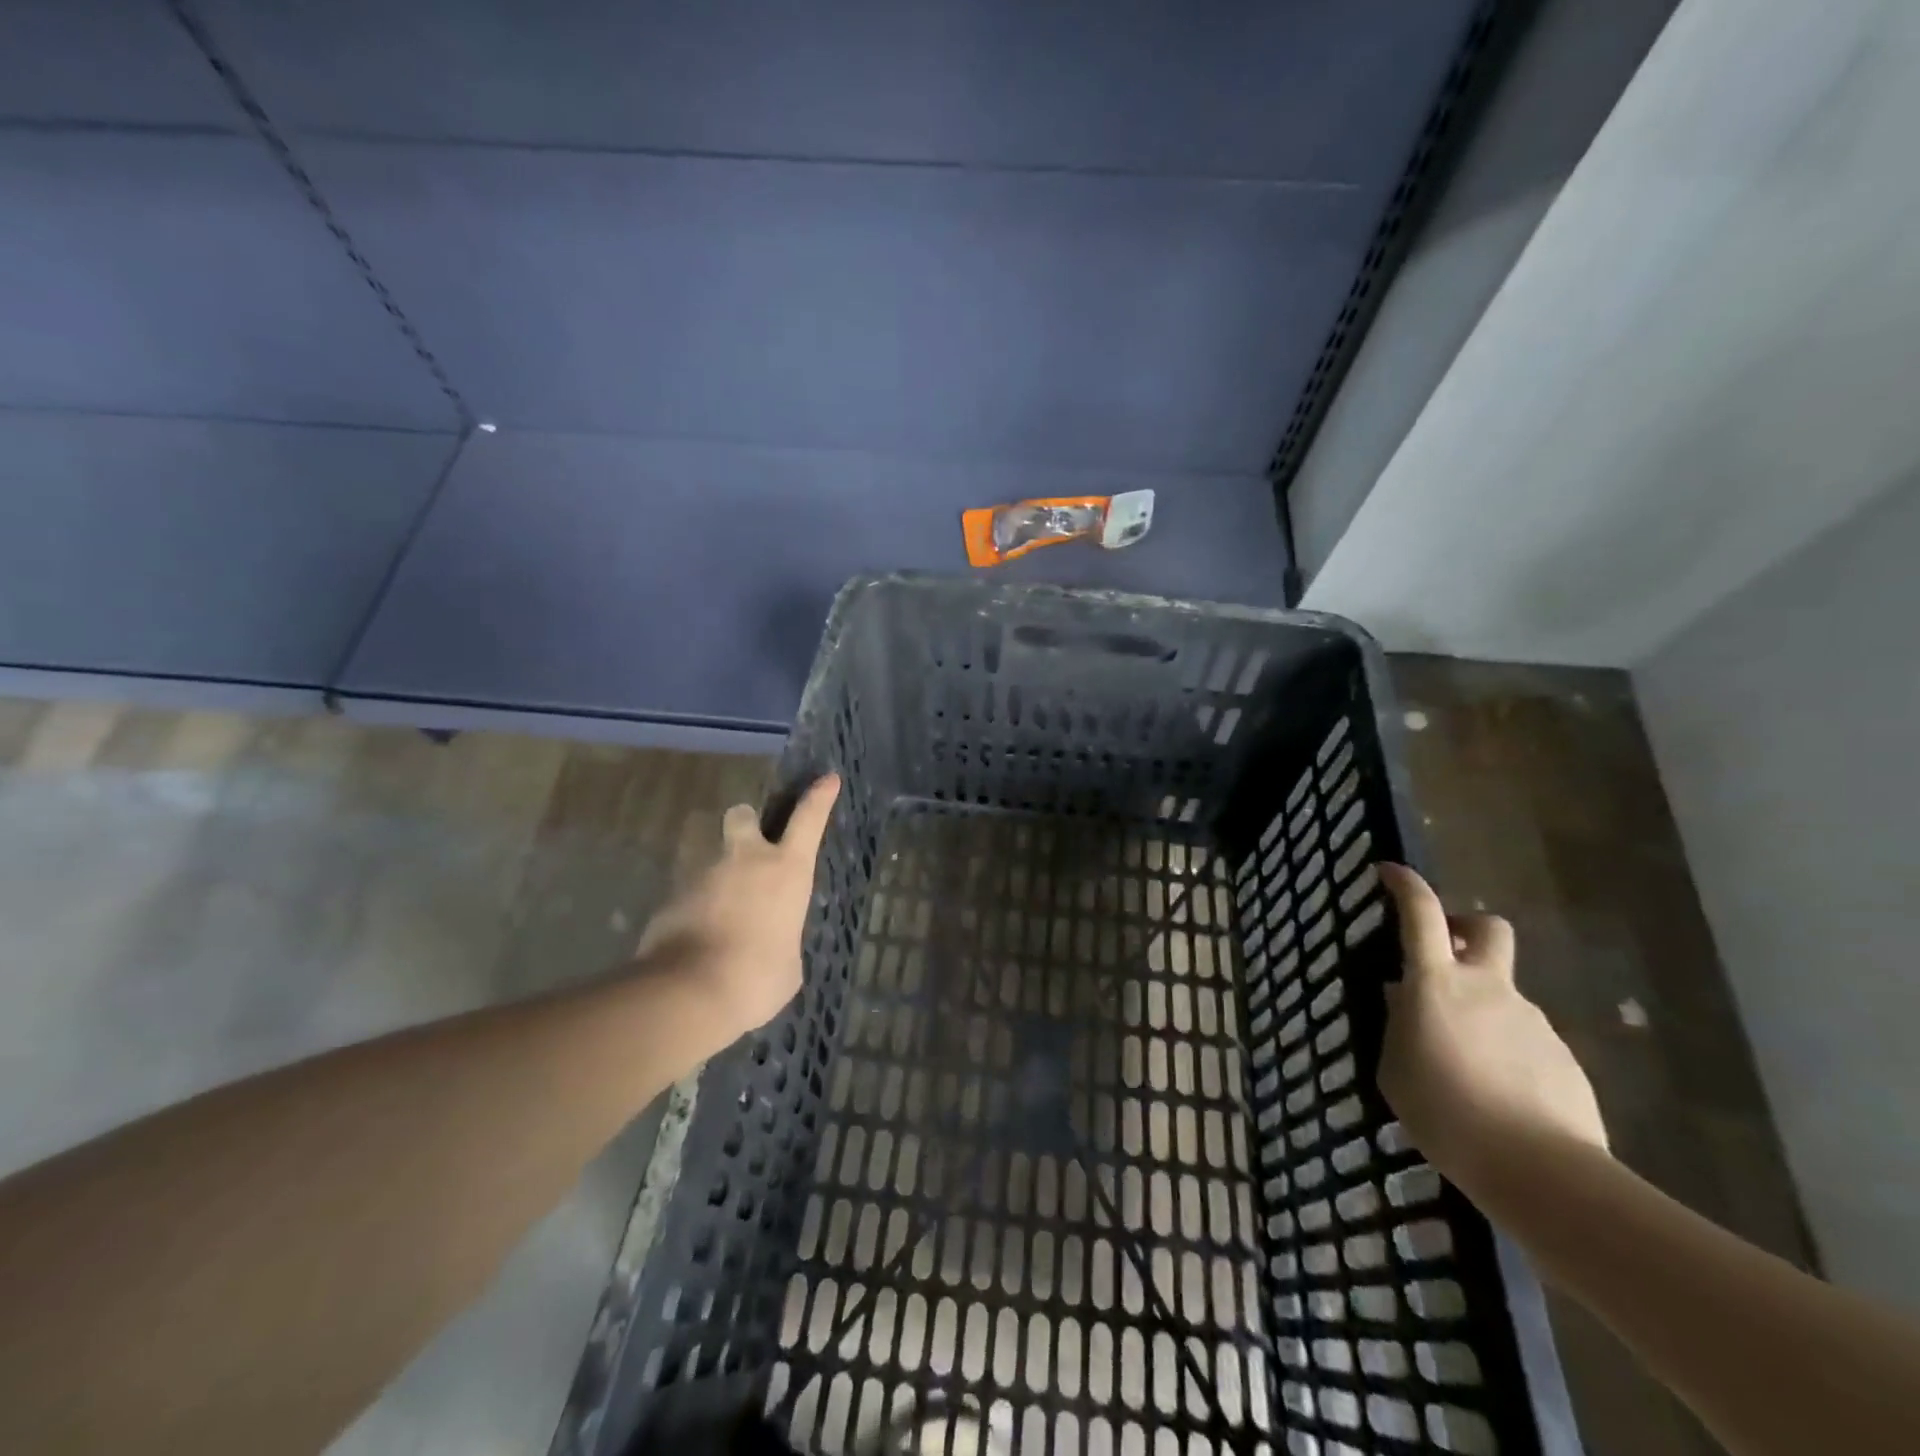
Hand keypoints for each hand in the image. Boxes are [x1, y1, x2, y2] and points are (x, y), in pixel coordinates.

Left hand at [635, 774, 840, 1044]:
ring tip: (719, 915)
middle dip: (746, 823)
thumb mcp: (789, 965)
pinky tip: (694, 941)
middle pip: (742, 815)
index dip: (819, 797)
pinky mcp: (668, 899)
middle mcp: (744, 860)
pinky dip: (693, 911)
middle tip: (749, 849)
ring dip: (716, 876)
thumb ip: (782, 941)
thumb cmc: (757, 977)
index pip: (809, 820)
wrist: (689, 993)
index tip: (828, 779)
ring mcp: (701, 875)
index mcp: (786, 870)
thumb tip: (771, 946)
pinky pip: (686, 895)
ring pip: (709, 856)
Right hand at [1376, 863, 1607, 1195]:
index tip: (1389, 872)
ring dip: (1480, 1009)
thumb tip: (1403, 998)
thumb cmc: (1445, 1113)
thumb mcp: (1395, 1068)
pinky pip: (1524, 1038)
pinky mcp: (1563, 1056)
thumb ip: (1398, 1024)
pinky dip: (1506, 1050)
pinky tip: (1498, 1093)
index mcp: (1437, 984)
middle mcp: (1488, 988)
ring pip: (1502, 994)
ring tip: (1463, 1065)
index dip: (1405, 885)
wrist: (1540, 1171)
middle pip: (1487, 929)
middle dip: (1465, 930)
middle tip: (1444, 958)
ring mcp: (1532, 1020)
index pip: (1421, 914)